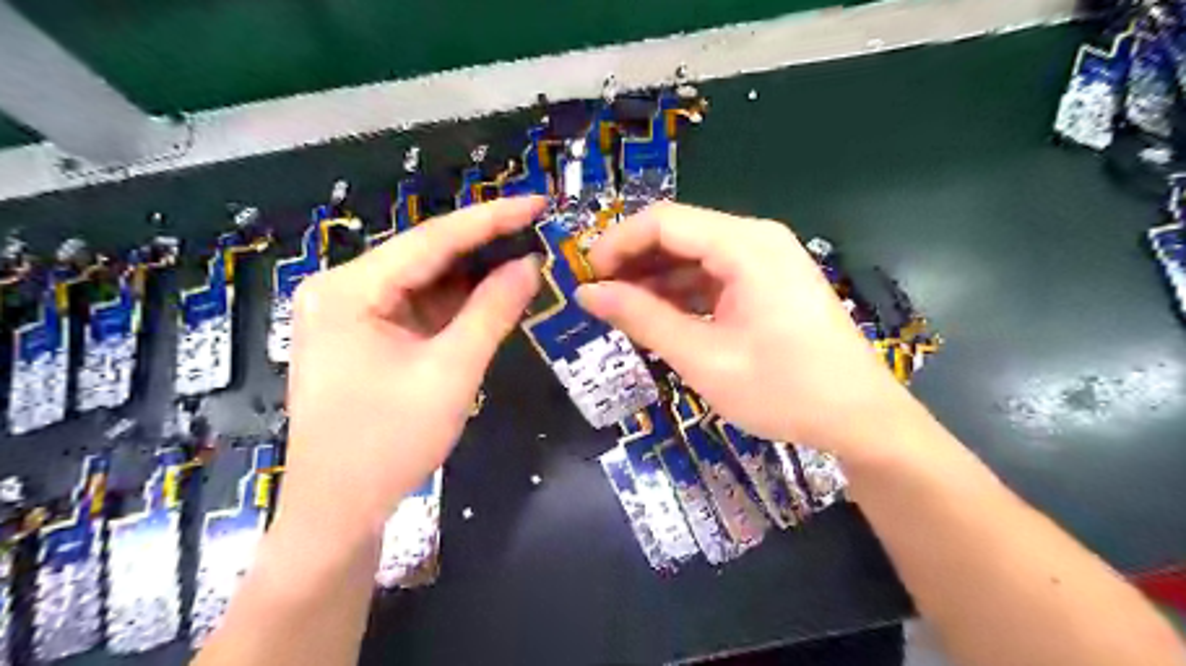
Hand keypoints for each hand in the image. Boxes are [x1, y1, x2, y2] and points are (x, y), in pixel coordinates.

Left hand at [282, 198, 544, 540]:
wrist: (339, 510)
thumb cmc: (389, 443)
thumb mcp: (451, 372)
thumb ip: (493, 311)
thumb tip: (531, 264)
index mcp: (350, 289)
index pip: (432, 240)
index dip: (491, 219)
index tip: (537, 202)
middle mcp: (343, 289)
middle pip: (426, 255)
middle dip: (484, 245)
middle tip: (538, 229)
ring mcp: (351, 313)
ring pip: (425, 280)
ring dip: (474, 274)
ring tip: (526, 256)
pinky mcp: (364, 335)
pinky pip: (419, 306)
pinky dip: (457, 303)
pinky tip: (494, 293)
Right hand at [581, 202, 910, 460]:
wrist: (860, 419)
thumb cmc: (784, 390)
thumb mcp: (704, 357)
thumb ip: (643, 319)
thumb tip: (588, 294)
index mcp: (745, 245)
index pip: (663, 221)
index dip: (616, 244)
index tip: (584, 277)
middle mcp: (756, 239)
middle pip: (679, 234)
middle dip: (633, 262)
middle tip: (597, 297)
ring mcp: (766, 261)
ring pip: (694, 256)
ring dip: (655, 280)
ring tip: (620, 310)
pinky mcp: (769, 284)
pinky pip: (714, 276)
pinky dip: (682, 294)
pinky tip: (659, 317)